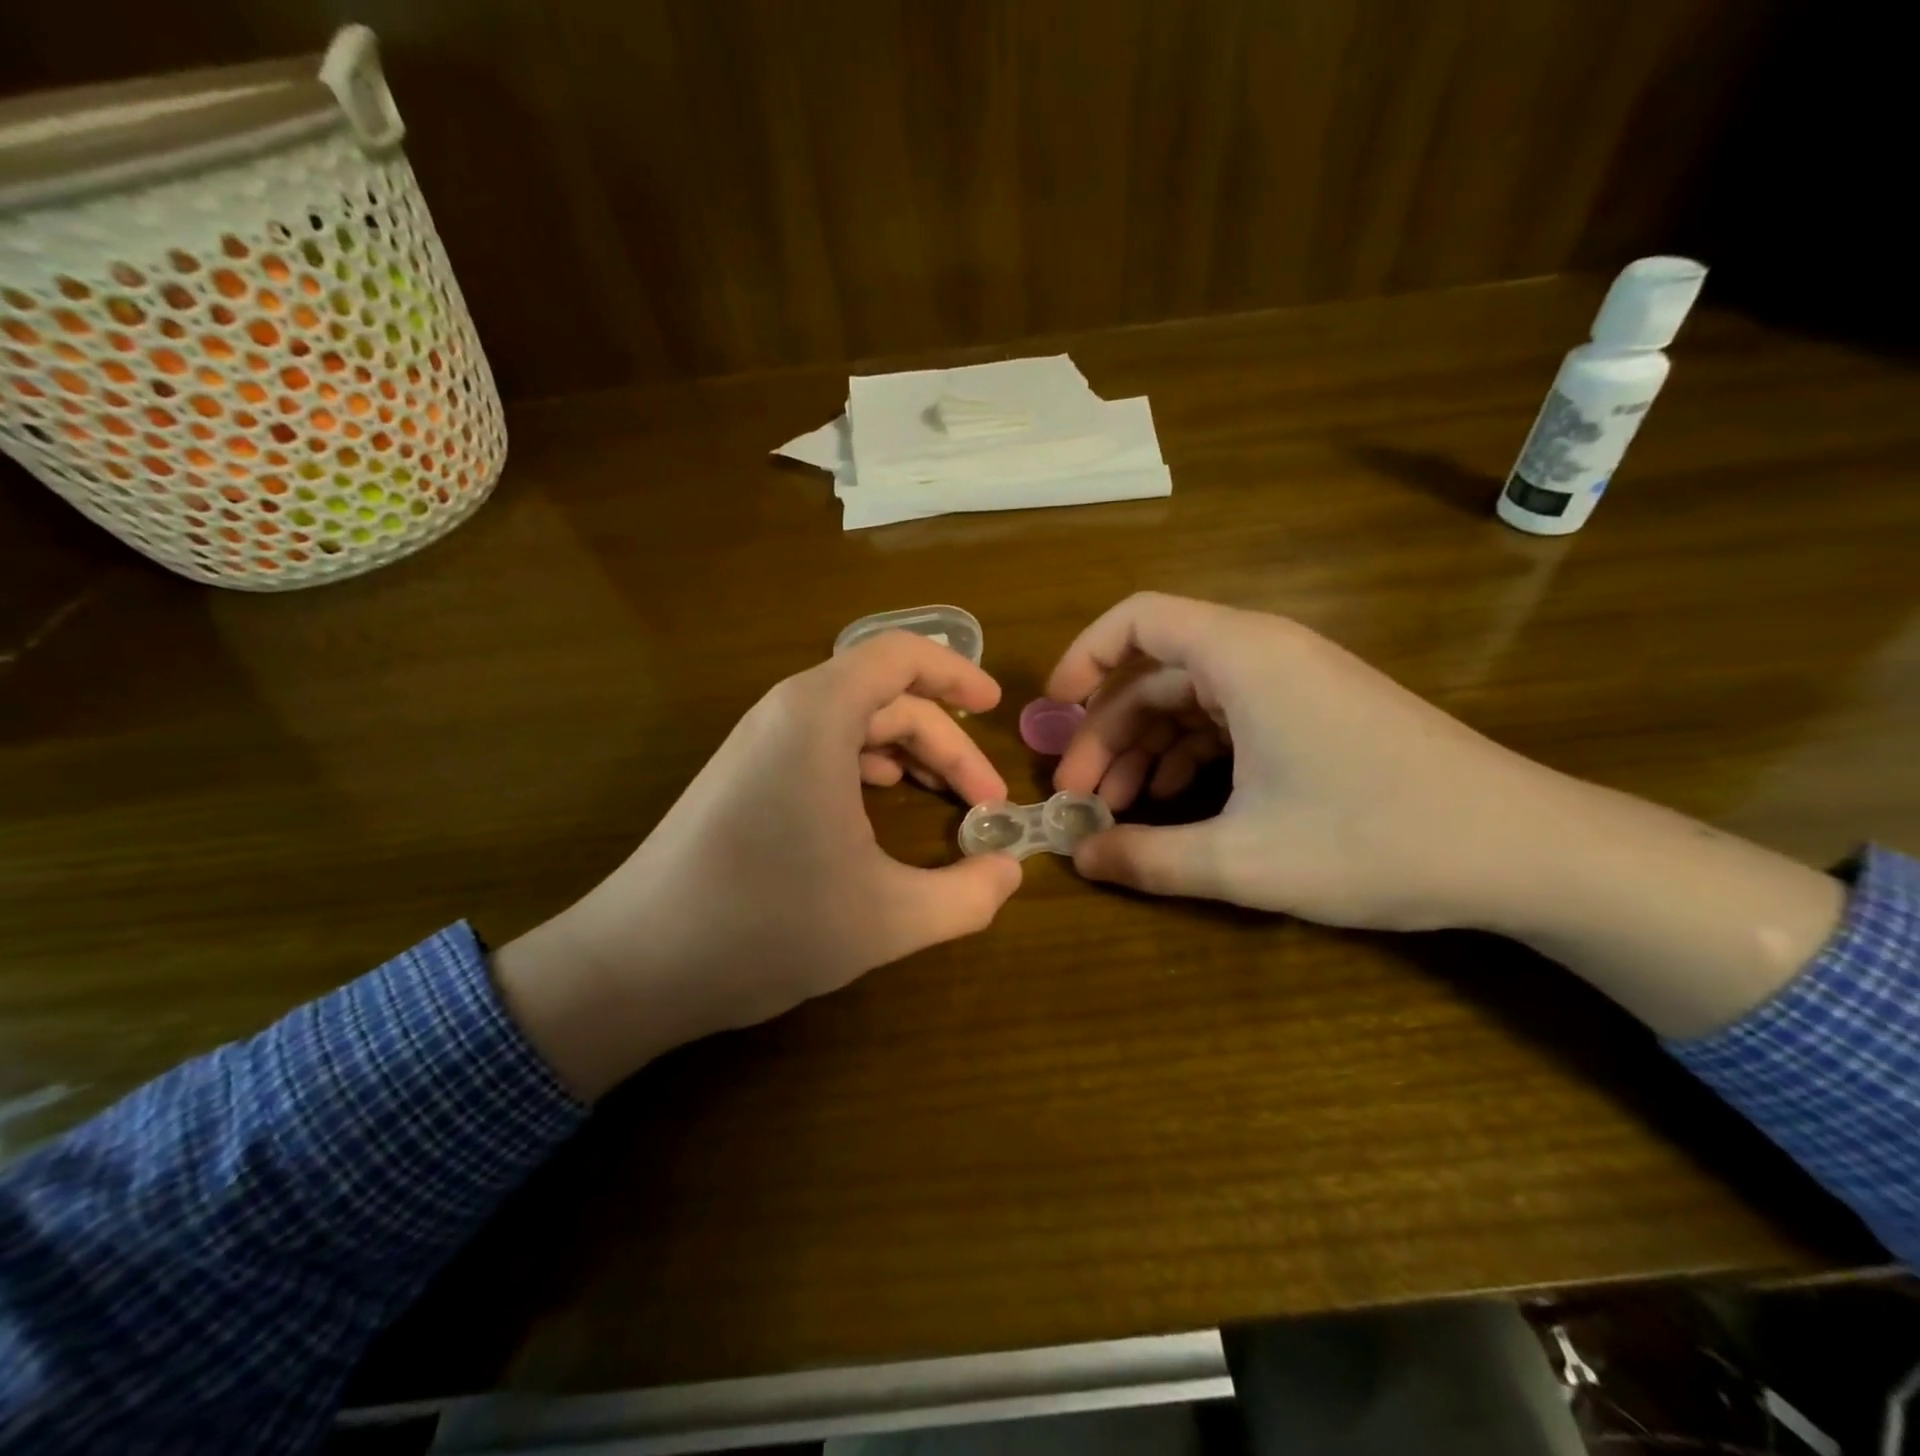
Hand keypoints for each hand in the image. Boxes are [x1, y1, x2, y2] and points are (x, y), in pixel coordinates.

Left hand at [496, 632, 1022, 1097]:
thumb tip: (1011, 873)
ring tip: (945, 799)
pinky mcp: (741, 777)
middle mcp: (785, 714)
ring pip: (851, 723)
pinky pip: (820, 747)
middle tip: (983, 801)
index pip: (900, 655)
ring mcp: (756, 745)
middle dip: (944, 741)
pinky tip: (880, 808)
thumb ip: (966, 896)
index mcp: (818, 717)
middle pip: (885, 696)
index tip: (996, 706)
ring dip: (906, 753)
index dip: (956, 672)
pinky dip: (865, 766)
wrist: (635, 967)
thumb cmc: (765, 926)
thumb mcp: (887, 918)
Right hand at [1048, 593, 1842, 1035]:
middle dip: (1107, 733)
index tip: (1052, 711)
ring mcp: (1294, 686)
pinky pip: (1229, 723)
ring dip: (1146, 752)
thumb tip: (1079, 860)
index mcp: (1243, 657)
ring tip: (1118, 814)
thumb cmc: (1376, 838)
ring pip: (1191, 703)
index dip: (1084, 658)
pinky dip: (1190, 760)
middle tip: (1078, 798)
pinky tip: (1175, 809)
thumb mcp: (1245, 860)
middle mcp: (1265, 654)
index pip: (1138, 619)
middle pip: (1156, 673)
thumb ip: (1148, 858)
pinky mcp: (1315, 716)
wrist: (1526, 850)